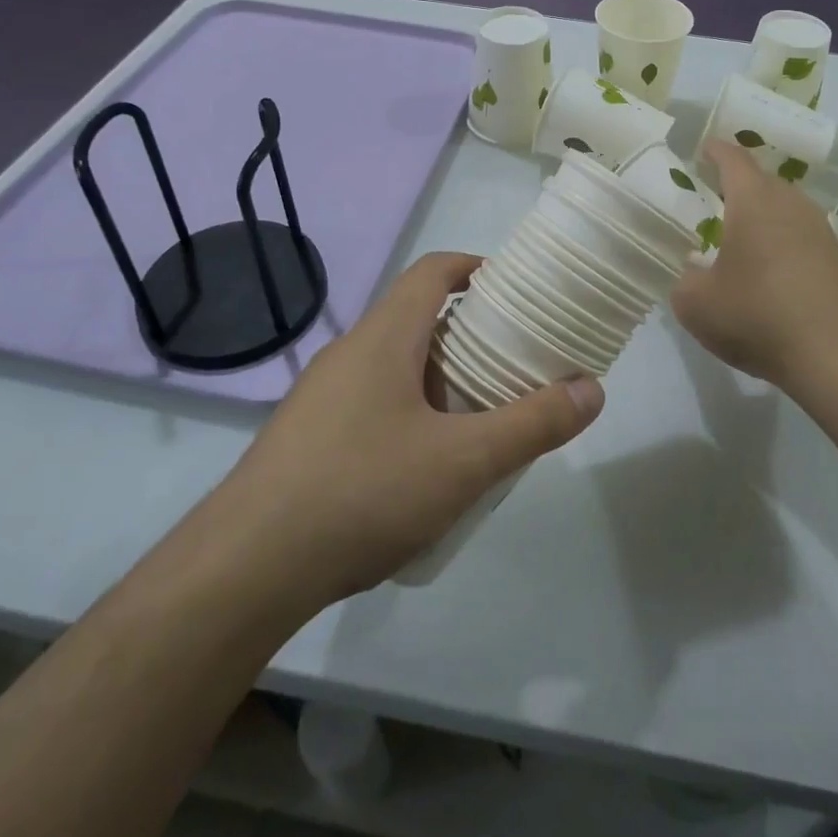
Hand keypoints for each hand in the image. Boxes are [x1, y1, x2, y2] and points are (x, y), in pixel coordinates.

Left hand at [217, 252, 603, 608]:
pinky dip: (409, 412)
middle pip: (417, 319)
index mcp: (383, 337)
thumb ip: (533, 424)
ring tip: (480, 418)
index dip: (475, 268)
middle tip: (513, 364)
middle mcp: (349, 353)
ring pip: (393, 365)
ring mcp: (322, 396)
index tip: (516, 290)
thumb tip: (592, 388)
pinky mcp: (307, 437)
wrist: (245, 568)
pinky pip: (371, 403)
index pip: (432, 271)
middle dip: (469, 334)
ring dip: (439, 379)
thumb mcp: (463, 462)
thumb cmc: (362, 492)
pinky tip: (425, 467)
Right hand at [672, 142, 837, 396]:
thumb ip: (686, 281)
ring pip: (786, 209)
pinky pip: (802, 236)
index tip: (704, 150)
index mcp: (754, 202)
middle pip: (763, 182)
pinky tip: (771, 272)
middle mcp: (792, 205)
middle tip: (715, 200)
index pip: (734, 159)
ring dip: (764, 216)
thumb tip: (695, 273)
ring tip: (742, 238)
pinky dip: (783, 243)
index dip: (716, 151)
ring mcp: (821, 231)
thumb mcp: (697, 305)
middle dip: (739, 186)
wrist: (835, 356)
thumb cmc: (757, 316)